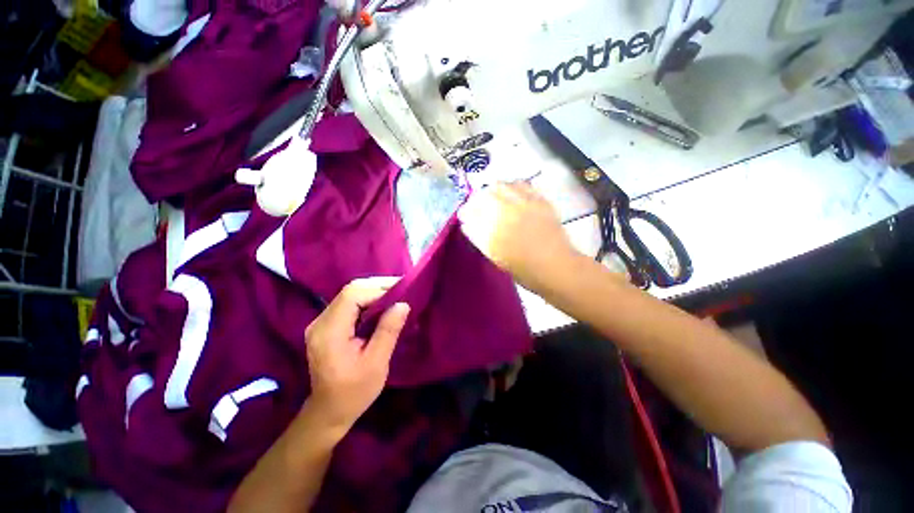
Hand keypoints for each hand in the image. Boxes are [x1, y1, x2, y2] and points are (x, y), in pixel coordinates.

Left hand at [304, 277, 410, 432]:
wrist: (329, 412)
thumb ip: (388, 331)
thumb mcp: (376, 363)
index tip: (401, 292)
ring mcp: (320, 323)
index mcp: (329, 332)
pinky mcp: (326, 326)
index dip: (378, 289)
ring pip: (350, 295)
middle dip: (378, 287)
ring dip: (374, 292)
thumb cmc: (354, 392)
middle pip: (350, 291)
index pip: (352, 295)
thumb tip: (403, 304)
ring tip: (395, 296)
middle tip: (402, 290)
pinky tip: (382, 306)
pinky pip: (348, 304)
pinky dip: (367, 300)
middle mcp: (320, 322)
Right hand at [458, 182, 577, 290]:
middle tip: (478, 207)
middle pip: (483, 195)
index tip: (464, 216)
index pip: (470, 212)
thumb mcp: (494, 255)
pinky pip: (521, 184)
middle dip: (476, 199)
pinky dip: (512, 186)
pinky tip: (512, 193)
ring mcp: (523, 203)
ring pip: (500, 186)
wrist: (555, 266)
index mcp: (492, 230)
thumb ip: (478, 237)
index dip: (465, 212)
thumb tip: (468, 223)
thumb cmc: (522, 268)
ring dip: (492, 190)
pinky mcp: (539, 199)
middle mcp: (505, 212)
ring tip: (494, 198)